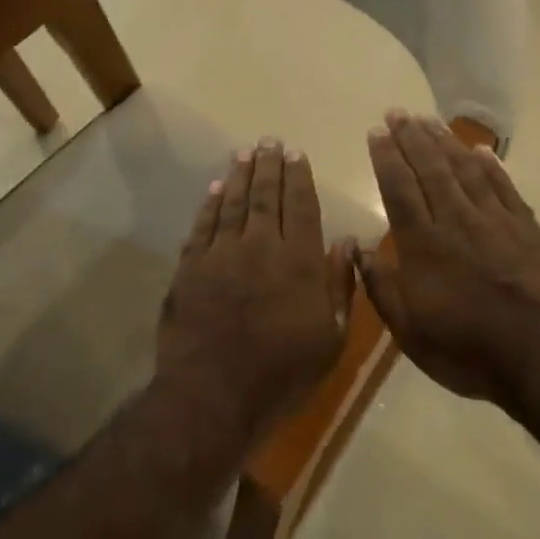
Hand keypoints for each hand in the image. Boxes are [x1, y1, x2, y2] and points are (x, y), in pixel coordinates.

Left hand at [158, 138, 358, 443]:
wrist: (213, 397)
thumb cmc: (282, 374)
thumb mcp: (330, 340)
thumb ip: (340, 286)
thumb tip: (349, 242)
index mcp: (299, 263)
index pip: (302, 207)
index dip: (300, 178)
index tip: (297, 154)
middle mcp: (261, 248)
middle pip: (266, 196)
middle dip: (270, 166)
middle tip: (270, 141)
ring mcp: (221, 255)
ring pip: (233, 203)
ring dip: (240, 175)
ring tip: (246, 152)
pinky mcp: (190, 268)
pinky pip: (203, 225)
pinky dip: (210, 204)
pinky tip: (216, 188)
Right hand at [361, 112, 539, 404]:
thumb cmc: (465, 349)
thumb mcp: (409, 331)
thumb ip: (381, 286)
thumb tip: (357, 249)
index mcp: (423, 244)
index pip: (399, 189)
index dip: (386, 158)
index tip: (376, 131)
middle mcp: (456, 221)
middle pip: (430, 169)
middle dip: (412, 138)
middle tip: (398, 112)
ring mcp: (495, 221)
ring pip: (466, 171)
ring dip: (446, 142)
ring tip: (429, 120)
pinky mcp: (527, 230)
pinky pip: (505, 188)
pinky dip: (491, 167)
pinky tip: (481, 151)